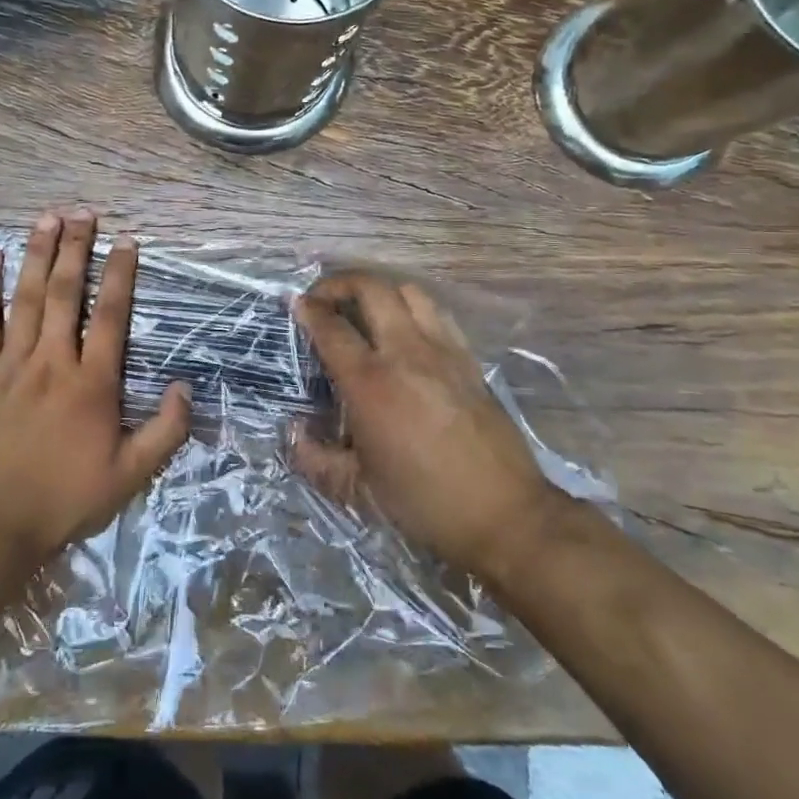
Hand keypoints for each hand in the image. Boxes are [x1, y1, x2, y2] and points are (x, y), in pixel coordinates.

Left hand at [0, 211, 191, 566]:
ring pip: (27, 297)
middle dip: (77, 249)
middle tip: (83, 212)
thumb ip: (165, 432)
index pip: (111, 316)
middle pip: (67, 293)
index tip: (127, 241)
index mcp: (92, 383)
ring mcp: (11, 363)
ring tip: (47, 218)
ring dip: (39, 254)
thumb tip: (187, 388)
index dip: (121, 274)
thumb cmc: (64, 499)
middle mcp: (53, 361)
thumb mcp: (129, 476)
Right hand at [290, 272, 558, 582]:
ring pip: (409, 291)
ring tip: (364, 309)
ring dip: (379, 290)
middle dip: (340, 283)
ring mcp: (443, 352)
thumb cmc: (424, 503)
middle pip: (371, 289)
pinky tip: (406, 332)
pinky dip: (413, 308)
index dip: (308, 309)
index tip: (296, 304)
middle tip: (324, 298)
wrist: (506, 516)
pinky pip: (438, 314)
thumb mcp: (358, 491)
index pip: (331, 328)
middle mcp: (406, 353)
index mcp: (371, 383)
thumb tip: (293, 433)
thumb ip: (315, 460)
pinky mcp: (470, 361)